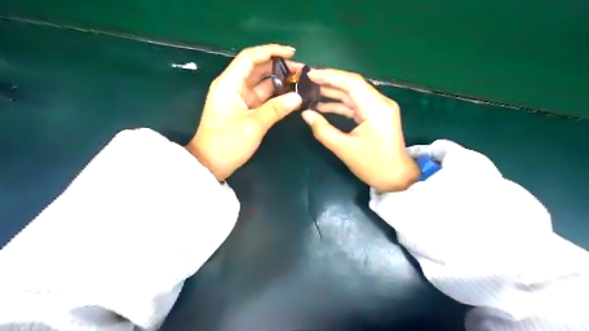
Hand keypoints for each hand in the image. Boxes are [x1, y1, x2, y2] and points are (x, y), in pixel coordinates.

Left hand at [186, 44, 300, 180]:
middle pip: (257, 69)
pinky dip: (274, 95)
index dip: (271, 51)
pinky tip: (289, 95)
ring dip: (278, 81)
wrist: (211, 164)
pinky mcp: (244, 109)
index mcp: (229, 84)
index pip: (250, 58)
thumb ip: (276, 109)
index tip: (292, 53)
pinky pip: (261, 97)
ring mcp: (239, 99)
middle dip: (278, 66)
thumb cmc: (228, 143)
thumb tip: (298, 98)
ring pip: (261, 83)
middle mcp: (233, 87)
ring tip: (299, 81)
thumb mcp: (254, 125)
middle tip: (302, 71)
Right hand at [301, 68, 420, 191]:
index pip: (352, 83)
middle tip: (308, 81)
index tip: (310, 74)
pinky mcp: (376, 115)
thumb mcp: (344, 149)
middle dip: (330, 81)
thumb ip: (323, 129)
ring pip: (354, 94)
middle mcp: (380, 103)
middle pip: (353, 85)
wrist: (396, 178)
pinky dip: (340, 104)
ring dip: (333, 92)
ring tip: (311, 91)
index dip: (330, 76)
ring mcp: (379, 108)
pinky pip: (356, 105)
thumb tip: (305, 114)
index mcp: (376, 108)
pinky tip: (323, 106)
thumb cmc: (372, 165)